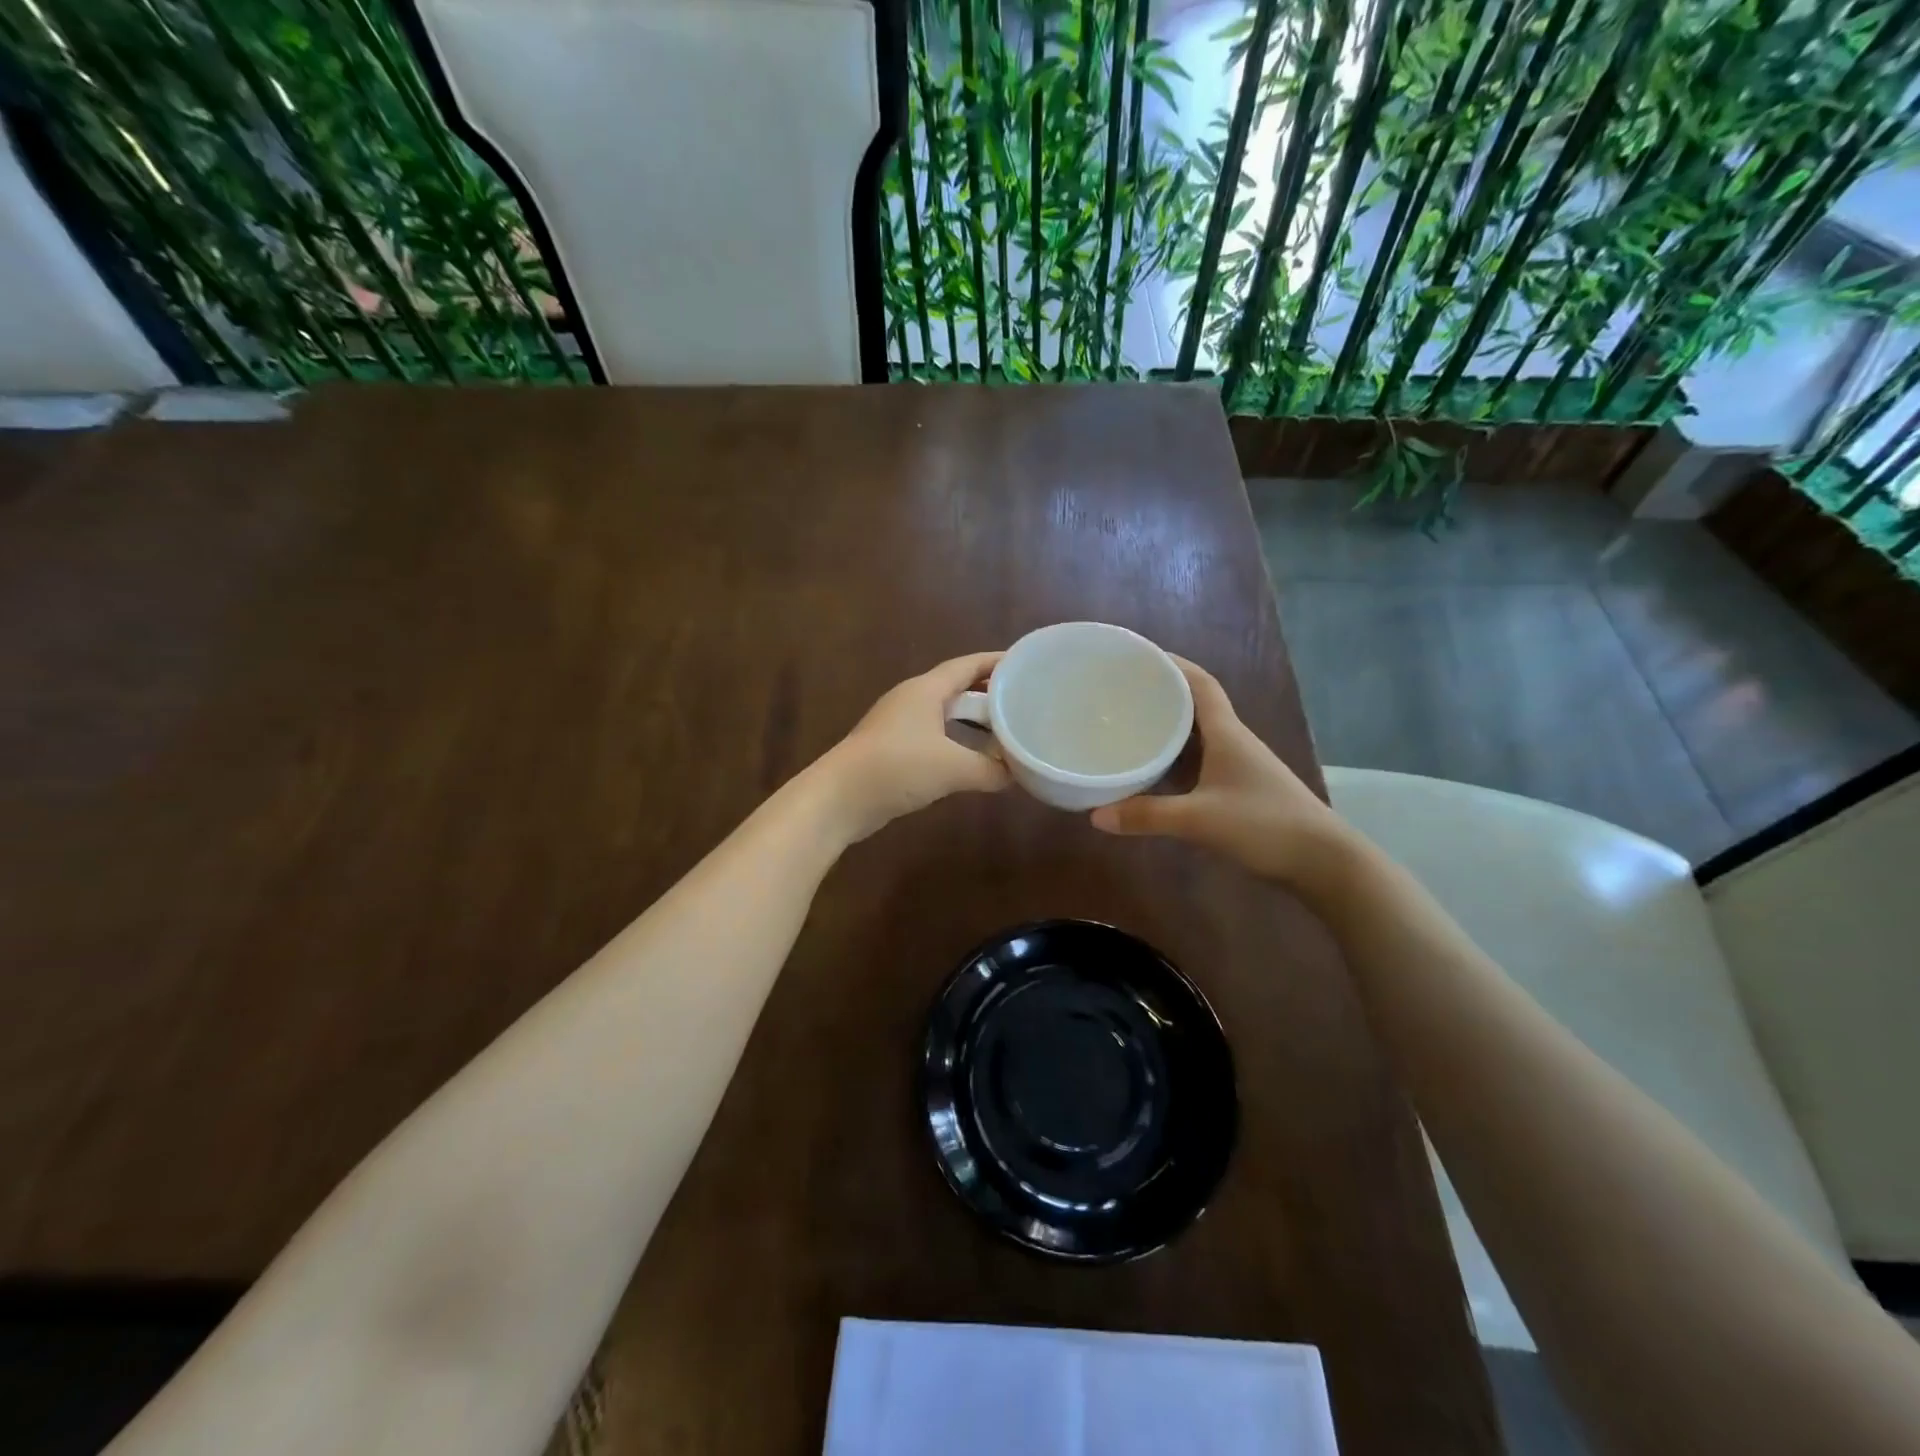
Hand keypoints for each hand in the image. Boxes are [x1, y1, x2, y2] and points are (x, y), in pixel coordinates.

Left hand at [819, 652, 1009, 842]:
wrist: (839, 799)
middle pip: (958, 688)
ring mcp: (900, 725)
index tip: (1027, 664)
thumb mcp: (952, 768)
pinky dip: (958, 744)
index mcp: (926, 690)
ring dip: (974, 722)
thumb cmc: (897, 768)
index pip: (968, 665)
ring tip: (1006, 731)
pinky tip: (974, 761)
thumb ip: (991, 770)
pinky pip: (935, 737)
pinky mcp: (893, 750)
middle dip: (990, 694)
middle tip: (1024, 702)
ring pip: (946, 715)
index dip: (997, 663)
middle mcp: (912, 700)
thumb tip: (1017, 774)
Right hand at [1089, 657, 1351, 888]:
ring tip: (1129, 727)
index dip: (1173, 665)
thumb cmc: (1264, 825)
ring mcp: (1238, 767)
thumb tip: (1096, 815)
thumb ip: (1147, 816)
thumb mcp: (1199, 820)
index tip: (1140, 657)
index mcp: (1227, 734)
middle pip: (1196, 706)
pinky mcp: (1240, 790)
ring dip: (1169, 729)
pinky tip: (1154, 773)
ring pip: (1197, 737)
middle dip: (1162, 695)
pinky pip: (1199, 764)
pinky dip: (1175, 762)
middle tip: (1122, 694)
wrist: (1322, 861)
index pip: (1201, 684)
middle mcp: (1233, 742)